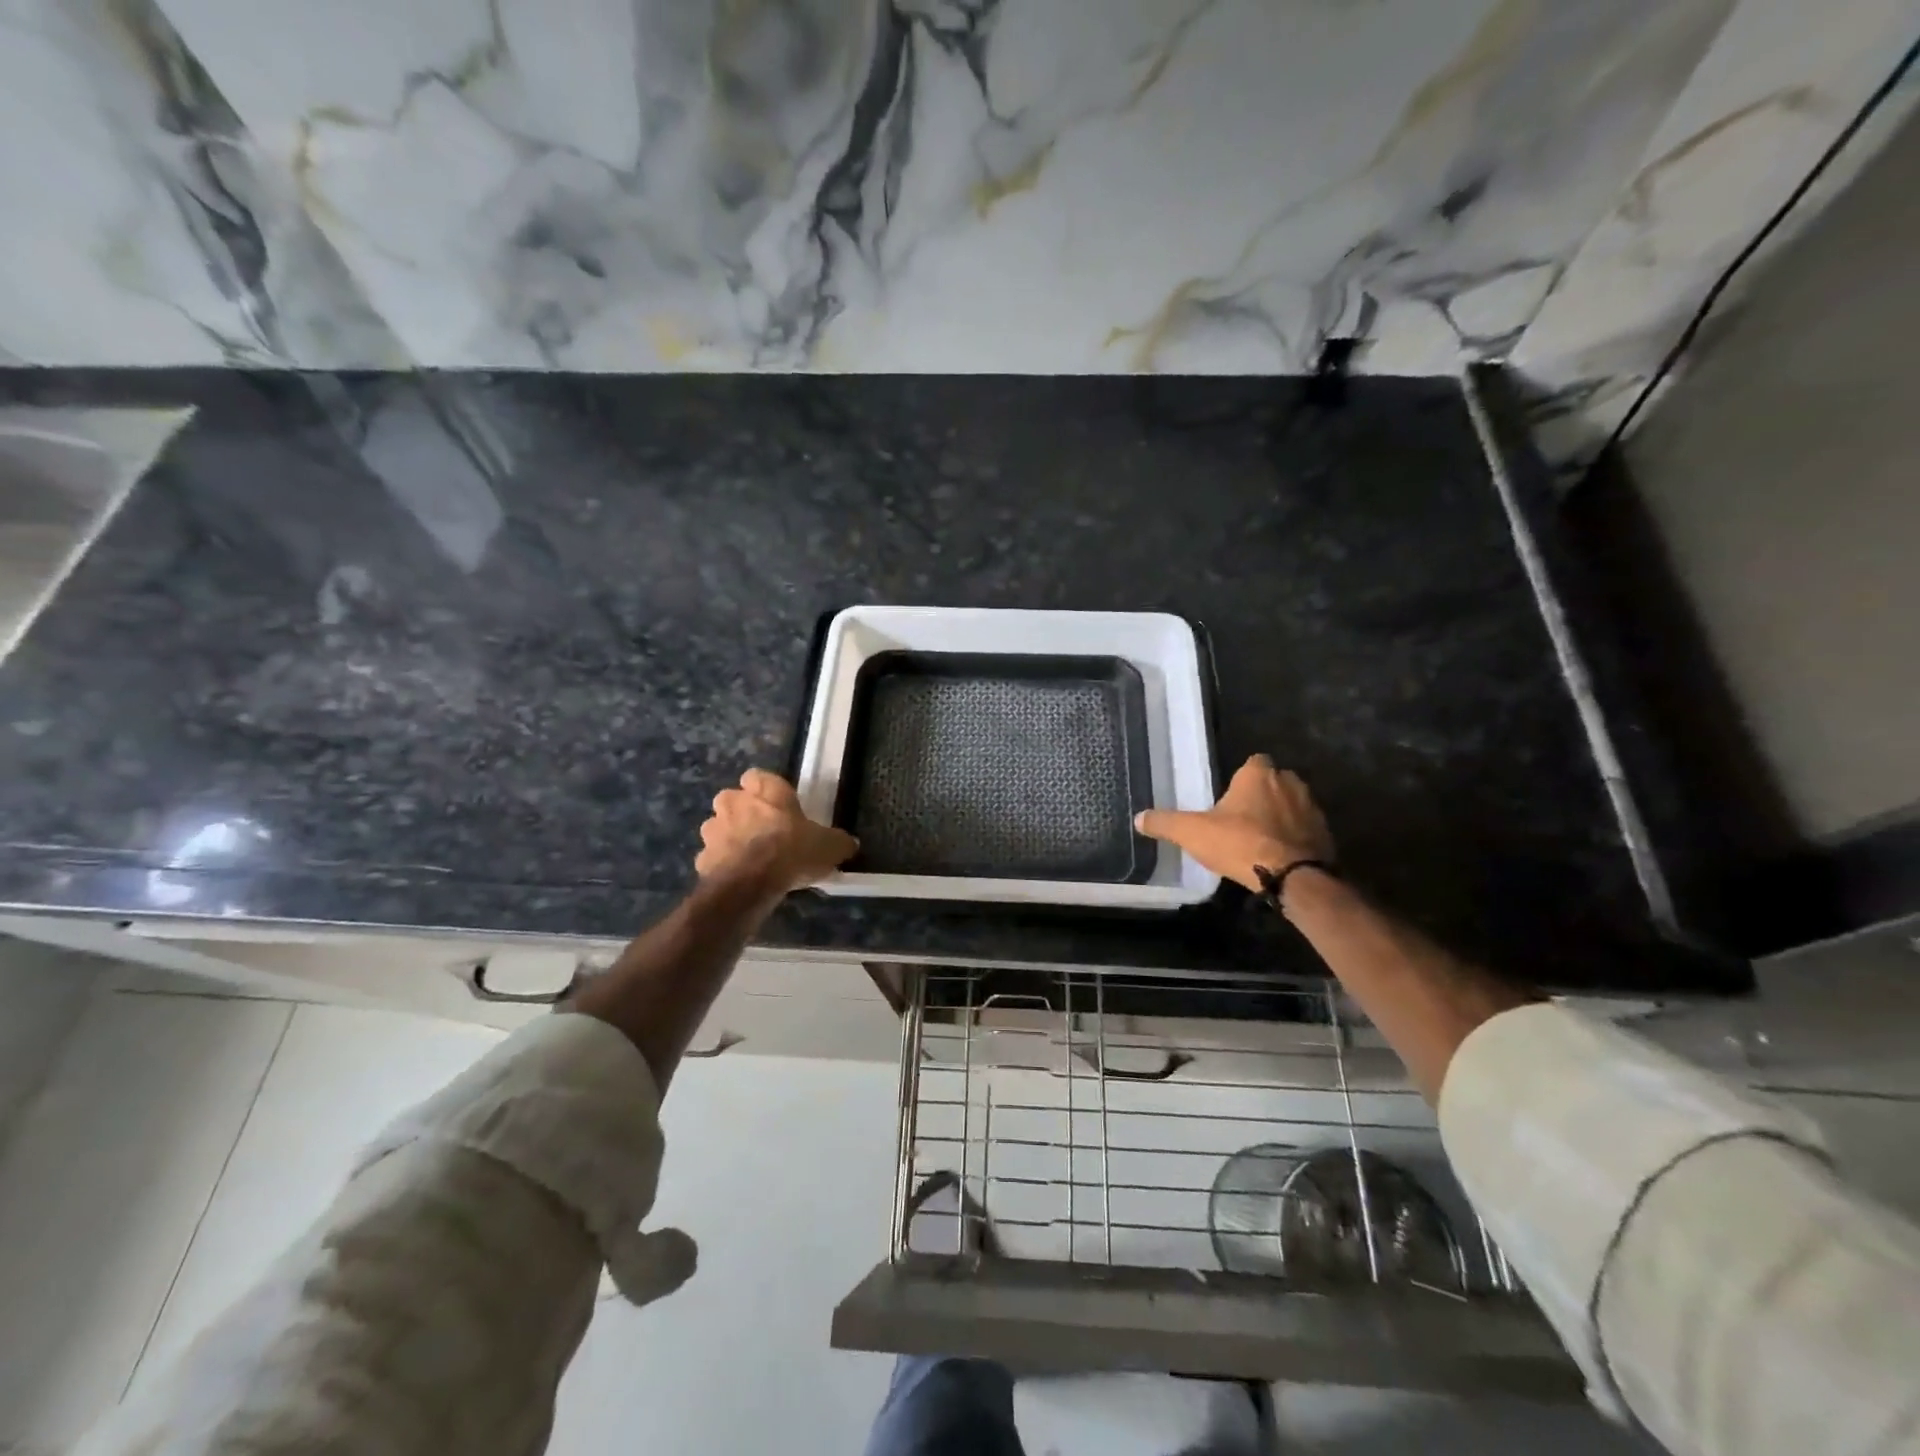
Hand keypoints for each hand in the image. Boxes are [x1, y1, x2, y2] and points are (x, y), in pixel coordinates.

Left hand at [695, 769, 857, 895]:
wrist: (750, 883)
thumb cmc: (792, 851)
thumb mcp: (829, 846)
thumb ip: (839, 842)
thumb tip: (850, 844)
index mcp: (766, 791)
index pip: (757, 776)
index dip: (764, 789)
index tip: (776, 804)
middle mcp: (734, 802)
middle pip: (733, 799)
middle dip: (742, 812)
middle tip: (763, 831)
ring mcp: (713, 830)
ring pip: (718, 827)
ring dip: (729, 837)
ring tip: (748, 857)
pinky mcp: (702, 857)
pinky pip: (713, 857)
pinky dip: (722, 865)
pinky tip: (738, 878)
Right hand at [1135, 754, 1333, 892]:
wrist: (1293, 876)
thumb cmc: (1240, 843)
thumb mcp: (1192, 832)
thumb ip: (1165, 823)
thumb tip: (1138, 818)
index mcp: (1258, 774)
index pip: (1253, 762)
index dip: (1242, 778)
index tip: (1231, 796)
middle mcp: (1289, 782)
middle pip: (1274, 782)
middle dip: (1262, 797)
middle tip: (1242, 819)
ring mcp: (1312, 807)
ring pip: (1292, 805)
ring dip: (1281, 817)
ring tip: (1260, 839)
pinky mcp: (1325, 833)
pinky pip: (1306, 830)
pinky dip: (1295, 838)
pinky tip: (1280, 856)